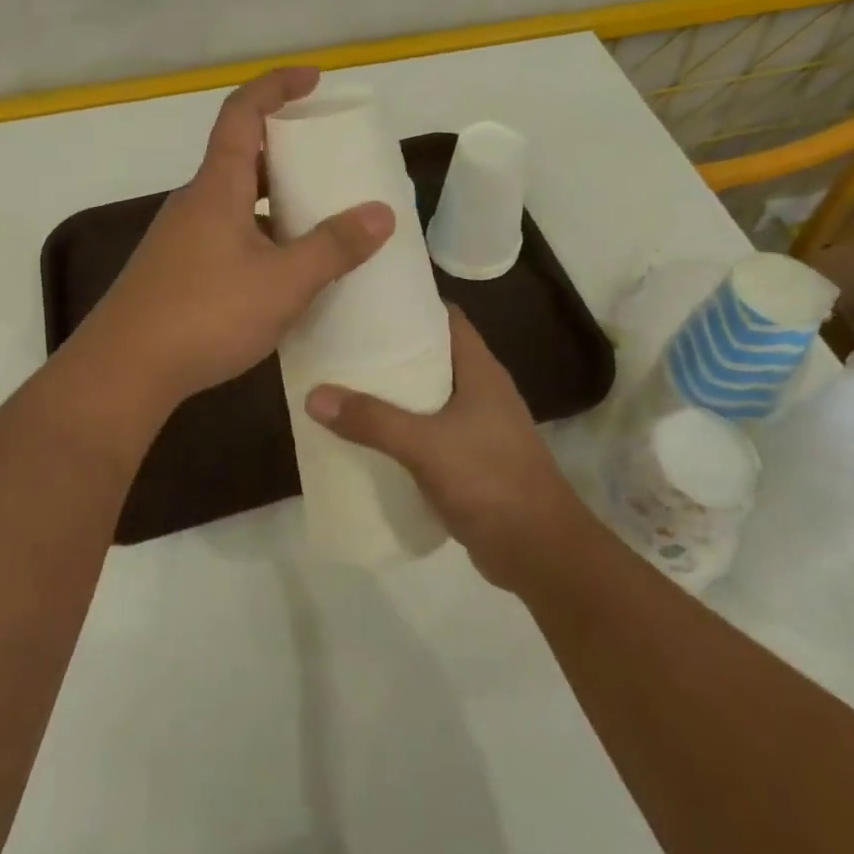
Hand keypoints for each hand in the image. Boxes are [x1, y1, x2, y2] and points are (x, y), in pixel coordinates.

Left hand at [71, 67, 395, 409]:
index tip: (314, 79)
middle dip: (285, 149)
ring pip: (234, 201)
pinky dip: (259, 235)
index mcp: (217, 187)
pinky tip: (284, 272)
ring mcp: (180, 239)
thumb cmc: (205, 315)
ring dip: (274, 199)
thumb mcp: (283, 283)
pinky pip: (226, 235)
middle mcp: (194, 203)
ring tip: (319, 219)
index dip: (277, 86)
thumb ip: (333, 247)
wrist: (123, 372)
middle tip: (329, 161)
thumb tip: (381, 212)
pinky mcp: (176, 272)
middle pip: (241, 155)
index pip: (243, 112)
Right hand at [304, 306, 599, 590]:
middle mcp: (482, 391)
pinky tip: (370, 436)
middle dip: (392, 350)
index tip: (369, 302)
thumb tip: (314, 395)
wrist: (539, 551)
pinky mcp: (471, 460)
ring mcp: (479, 428)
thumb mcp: (425, 445)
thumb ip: (372, 420)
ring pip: (430, 397)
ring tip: (347, 384)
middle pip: (434, 356)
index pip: (448, 318)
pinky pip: (430, 432)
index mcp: (480, 371)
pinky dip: (403, 429)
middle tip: (346, 343)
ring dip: (395, 392)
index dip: (412, 305)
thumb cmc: (490, 481)